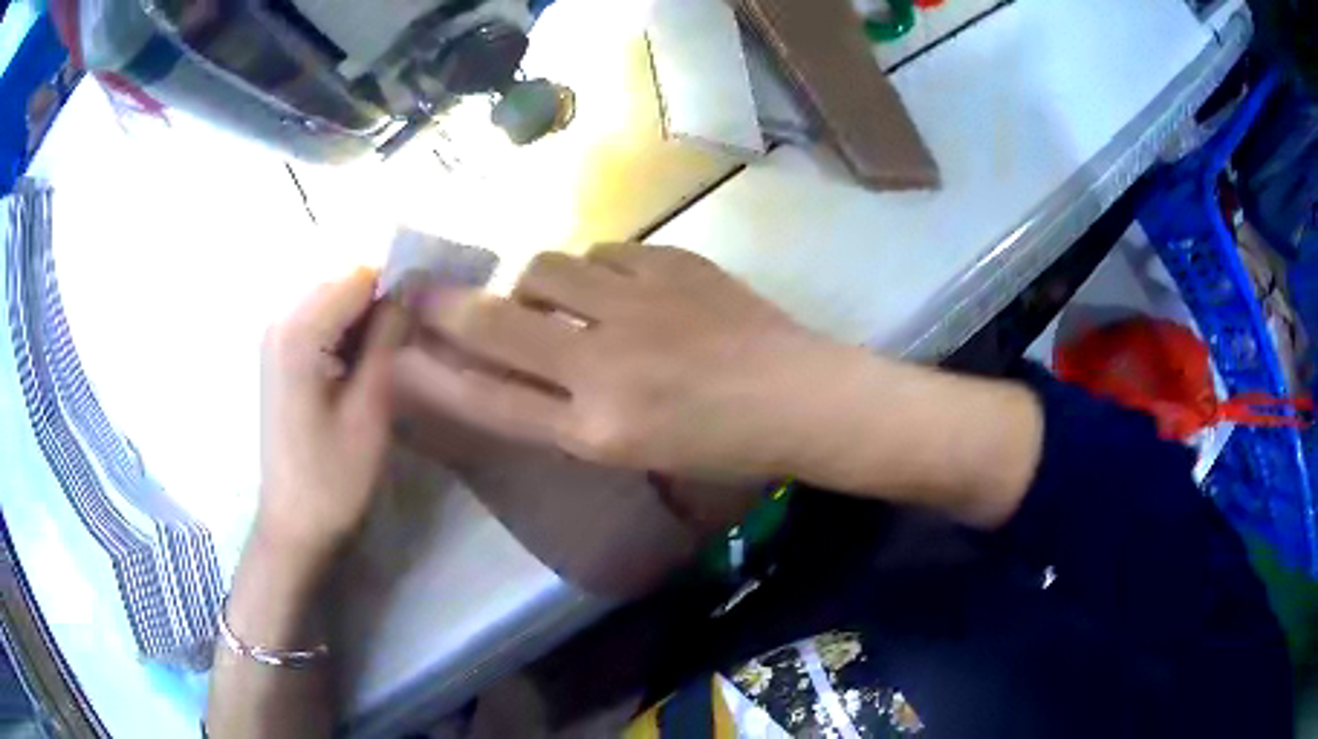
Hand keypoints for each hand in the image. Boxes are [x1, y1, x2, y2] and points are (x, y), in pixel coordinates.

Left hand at [259, 268, 406, 557]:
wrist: (294, 524)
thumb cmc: (333, 478)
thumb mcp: (369, 409)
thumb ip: (387, 340)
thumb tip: (411, 288)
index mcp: (298, 332)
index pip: (358, 274)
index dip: (398, 283)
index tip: (430, 310)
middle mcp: (280, 320)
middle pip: (342, 280)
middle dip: (382, 297)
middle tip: (413, 335)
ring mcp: (276, 336)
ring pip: (334, 298)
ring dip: (366, 315)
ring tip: (394, 350)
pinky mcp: (279, 353)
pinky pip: (320, 319)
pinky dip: (348, 330)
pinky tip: (365, 362)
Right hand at [393, 244, 842, 477]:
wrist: (800, 397)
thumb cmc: (722, 444)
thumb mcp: (633, 451)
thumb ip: (562, 410)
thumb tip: (506, 361)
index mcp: (598, 430)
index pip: (489, 399)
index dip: (433, 375)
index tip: (396, 350)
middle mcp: (606, 365)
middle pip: (496, 321)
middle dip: (447, 305)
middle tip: (426, 291)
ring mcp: (640, 303)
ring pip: (544, 266)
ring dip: (534, 282)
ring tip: (558, 298)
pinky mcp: (672, 262)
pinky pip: (603, 250)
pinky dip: (596, 268)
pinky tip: (621, 287)